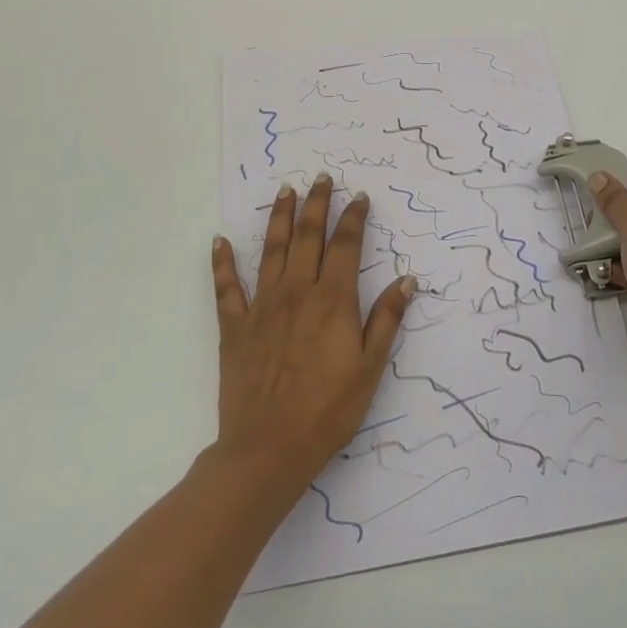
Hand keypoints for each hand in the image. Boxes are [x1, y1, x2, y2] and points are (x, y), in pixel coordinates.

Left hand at [210, 174, 416, 496]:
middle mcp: (298, 292)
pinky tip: (219, 241)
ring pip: (271, 250)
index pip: (347, 246)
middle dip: (316, 204)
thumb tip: (407, 279)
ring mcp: (262, 307)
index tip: (360, 197)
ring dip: (278, 218)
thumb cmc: (329, 410)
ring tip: (284, 192)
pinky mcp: (235, 327)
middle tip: (321, 179)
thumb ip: (387, 319)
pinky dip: (222, 262)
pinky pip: (226, 287)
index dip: (354, 218)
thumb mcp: (370, 367)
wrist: (269, 448)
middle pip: (308, 236)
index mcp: (333, 300)